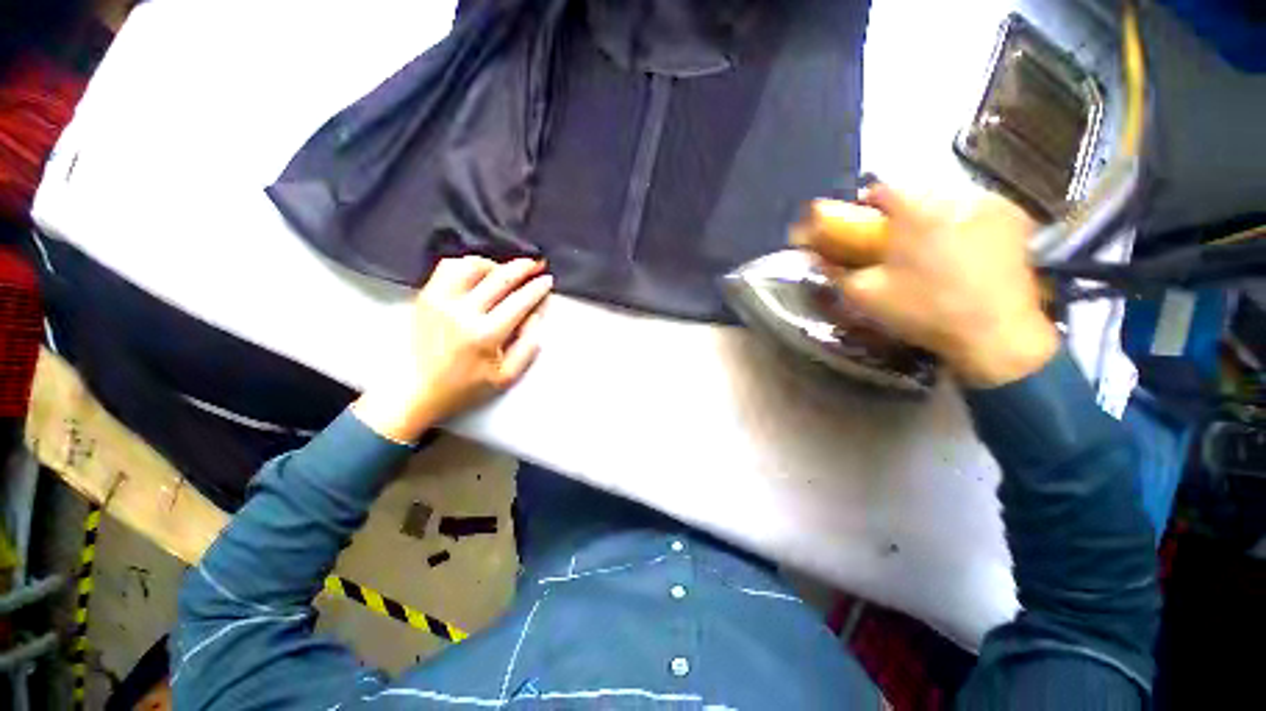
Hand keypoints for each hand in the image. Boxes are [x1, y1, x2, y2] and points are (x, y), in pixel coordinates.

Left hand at [353, 257, 551, 441]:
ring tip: (505, 271)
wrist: (417, 390)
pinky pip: (447, 268)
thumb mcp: (508, 375)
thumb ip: (528, 344)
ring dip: (494, 264)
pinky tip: (478, 273)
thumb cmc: (467, 386)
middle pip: (499, 278)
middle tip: (537, 263)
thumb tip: (537, 314)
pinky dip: (467, 264)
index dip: (537, 288)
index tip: (548, 279)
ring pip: (471, 266)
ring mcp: (440, 301)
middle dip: (523, 267)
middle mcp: (462, 312)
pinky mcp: (426, 297)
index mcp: (485, 335)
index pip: (519, 302)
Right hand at [798, 184, 1058, 386]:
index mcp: (916, 210)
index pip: (881, 189)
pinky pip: (975, 209)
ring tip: (927, 248)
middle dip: (899, 213)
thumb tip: (815, 256)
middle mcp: (956, 195)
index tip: (862, 226)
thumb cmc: (923, 311)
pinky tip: (960, 250)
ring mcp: (992, 203)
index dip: (866, 206)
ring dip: (930, 216)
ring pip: (946, 199)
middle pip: (915, 192)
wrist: (995, 333)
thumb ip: (835, 271)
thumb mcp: (865, 294)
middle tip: (893, 243)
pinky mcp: (1016, 218)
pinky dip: (961, 221)